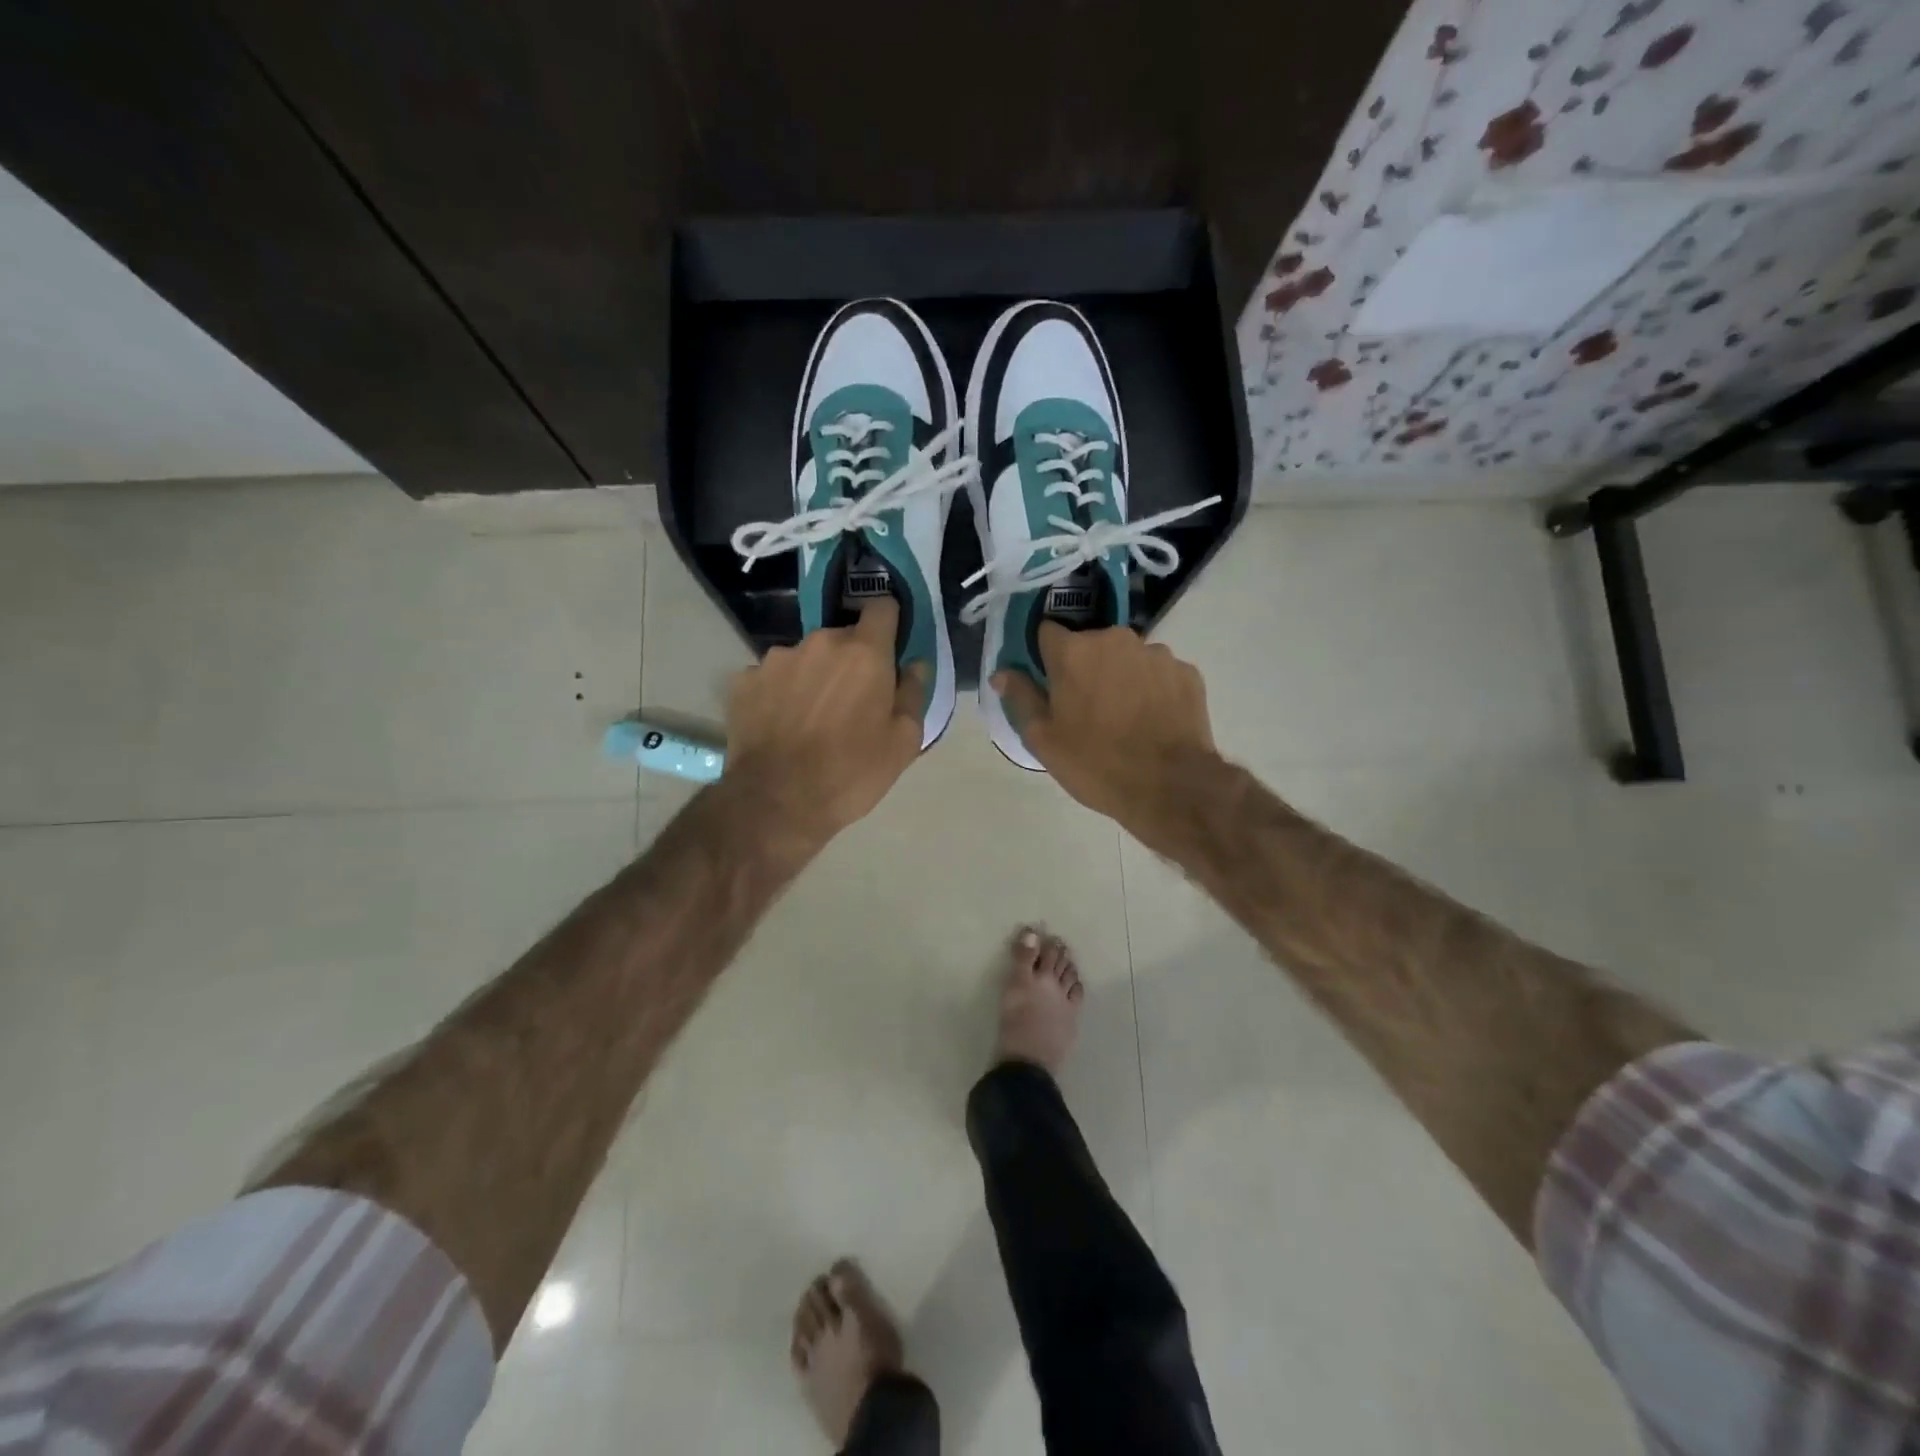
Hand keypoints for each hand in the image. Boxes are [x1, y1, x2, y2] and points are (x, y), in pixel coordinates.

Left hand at [726, 598, 927, 838]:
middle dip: (850, 661)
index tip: (889, 648)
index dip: (889, 624)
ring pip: (806, 657)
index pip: (883, 607)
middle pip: (843, 637)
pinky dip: (780, 693)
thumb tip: (915, 665)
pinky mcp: (744, 680)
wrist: (777, 802)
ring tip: (810, 718)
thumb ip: (913, 694)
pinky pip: (772, 677)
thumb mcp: (903, 743)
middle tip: (851, 702)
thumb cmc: (851, 772)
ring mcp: (776, 658)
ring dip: (813, 676)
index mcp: (865, 652)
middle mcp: (819, 642)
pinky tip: (781, 725)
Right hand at [992, 624, 1217, 831]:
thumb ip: (1021, 697)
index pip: (1047, 631)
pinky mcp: (1187, 671)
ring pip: (1127, 657)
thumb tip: (1001, 673)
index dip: (1045, 655)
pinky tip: (1153, 720)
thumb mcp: (1043, 739)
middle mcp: (1115, 639)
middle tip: (1087, 707)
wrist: (1170, 786)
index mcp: (1073, 651)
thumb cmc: (1095, 764)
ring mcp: (1156, 653)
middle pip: (1090, 643)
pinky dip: (1153, 689)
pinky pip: (1159, 673)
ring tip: (1125, 716)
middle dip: (1086, 666)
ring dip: (1121, 676)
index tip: (1049, 680)